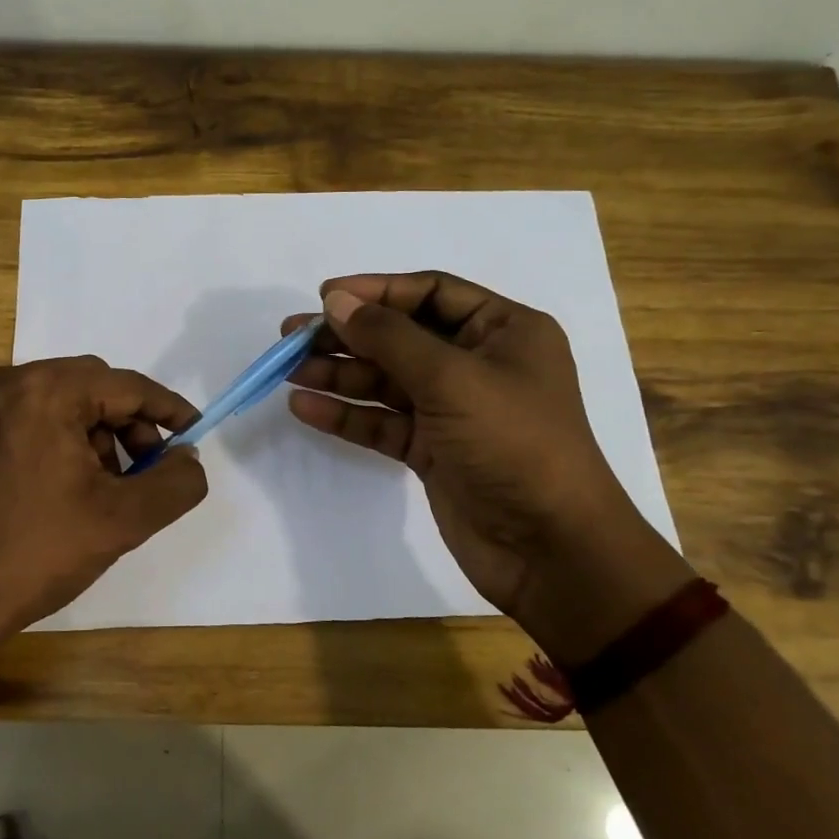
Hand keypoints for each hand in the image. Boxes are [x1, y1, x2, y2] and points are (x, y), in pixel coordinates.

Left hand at [0, 356, 208, 650]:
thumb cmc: (35, 554)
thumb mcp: (123, 520)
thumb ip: (175, 483)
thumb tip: (187, 457)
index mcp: (43, 390)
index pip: (124, 385)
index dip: (167, 409)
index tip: (193, 433)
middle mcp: (3, 381)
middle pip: (90, 386)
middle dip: (127, 425)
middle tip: (144, 471)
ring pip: (57, 401)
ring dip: (91, 434)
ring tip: (100, 488)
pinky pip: (25, 416)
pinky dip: (55, 438)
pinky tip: (62, 485)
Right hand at [283, 272, 691, 661]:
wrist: (550, 548)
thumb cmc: (513, 443)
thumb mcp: (451, 378)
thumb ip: (389, 336)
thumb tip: (336, 300)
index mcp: (504, 330)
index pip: (430, 293)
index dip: (376, 291)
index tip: (324, 295)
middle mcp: (479, 363)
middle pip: (401, 337)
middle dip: (347, 335)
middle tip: (291, 336)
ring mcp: (454, 410)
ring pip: (386, 381)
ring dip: (339, 374)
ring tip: (289, 370)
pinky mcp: (433, 450)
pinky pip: (383, 421)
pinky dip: (347, 414)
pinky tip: (305, 407)